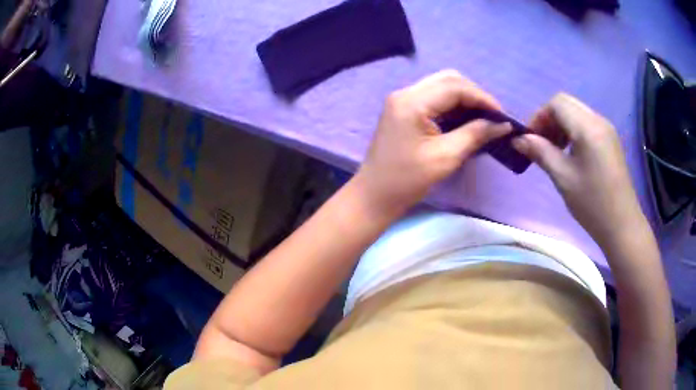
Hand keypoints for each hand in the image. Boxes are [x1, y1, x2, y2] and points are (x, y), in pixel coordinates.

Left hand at [355, 70, 511, 215]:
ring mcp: (402, 100)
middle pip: (448, 80)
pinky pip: (434, 98)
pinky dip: (453, 106)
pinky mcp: (403, 110)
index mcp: (412, 102)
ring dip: (465, 99)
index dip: (483, 98)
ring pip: (442, 87)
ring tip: (484, 119)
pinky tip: (466, 120)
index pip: (455, 87)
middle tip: (493, 117)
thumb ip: (476, 134)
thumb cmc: (408, 180)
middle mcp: (406, 93)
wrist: (375, 195)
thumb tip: (502, 125)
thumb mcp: (446, 157)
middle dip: (475, 95)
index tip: (503, 116)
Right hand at [512, 93, 645, 247]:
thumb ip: (540, 152)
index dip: (539, 116)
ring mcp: (607, 129)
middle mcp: (598, 120)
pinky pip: (587, 124)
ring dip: (561, 125)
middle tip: (541, 143)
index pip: (556, 103)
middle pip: (567, 104)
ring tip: (555, 150)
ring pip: (577, 113)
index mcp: (587, 127)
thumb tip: (518, 139)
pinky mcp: (611, 140)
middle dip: (549, 119)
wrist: (622, 225)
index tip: (531, 139)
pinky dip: (574, 131)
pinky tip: (571, 154)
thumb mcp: (563, 177)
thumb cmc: (592, 203)